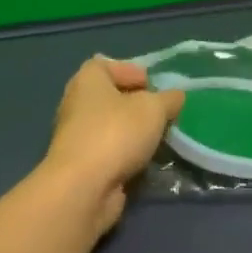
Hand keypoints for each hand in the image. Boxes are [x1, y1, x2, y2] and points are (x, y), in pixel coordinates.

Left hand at [44, 58, 183, 233]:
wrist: (84, 188)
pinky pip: (109, 152)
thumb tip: (175, 97)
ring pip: (110, 127)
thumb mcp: (154, 109)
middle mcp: (76, 104)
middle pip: (109, 97)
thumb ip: (169, 99)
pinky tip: (146, 160)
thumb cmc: (116, 134)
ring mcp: (76, 137)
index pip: (105, 64)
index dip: (129, 70)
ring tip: (158, 138)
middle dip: (136, 104)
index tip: (151, 85)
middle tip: (160, 112)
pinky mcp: (81, 165)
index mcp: (87, 81)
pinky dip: (126, 154)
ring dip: (133, 131)